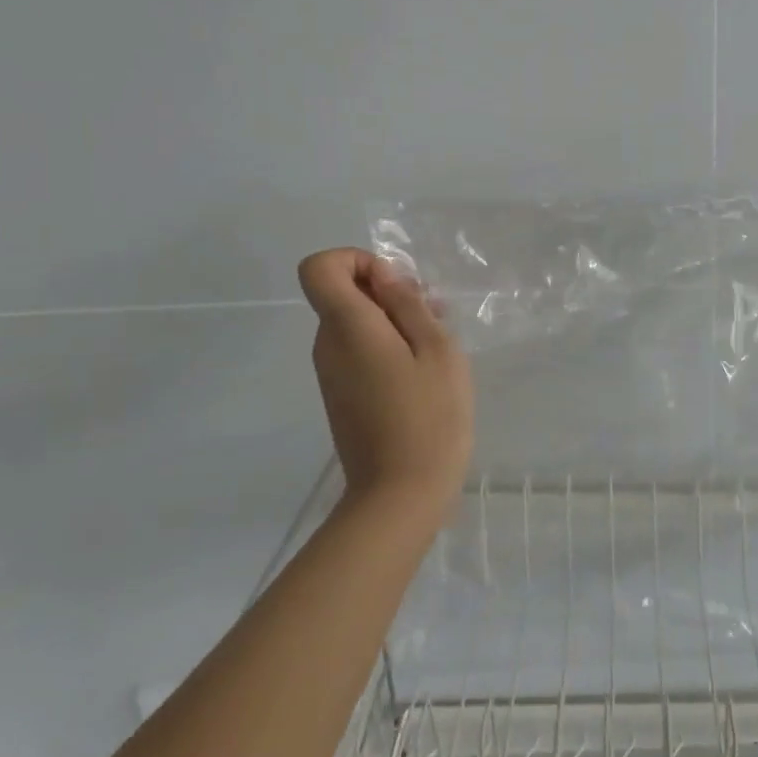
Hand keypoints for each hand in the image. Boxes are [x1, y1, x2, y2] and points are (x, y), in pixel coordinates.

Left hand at [297, 249, 473, 508]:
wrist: (401, 496)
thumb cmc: (429, 416)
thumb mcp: (436, 349)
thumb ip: (407, 304)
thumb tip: (383, 274)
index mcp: (346, 326)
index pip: (319, 267)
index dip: (356, 260)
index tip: (395, 285)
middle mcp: (327, 345)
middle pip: (342, 294)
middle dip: (387, 293)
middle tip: (434, 317)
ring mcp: (330, 374)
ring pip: (354, 323)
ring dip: (393, 322)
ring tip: (437, 348)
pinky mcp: (341, 396)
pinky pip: (357, 352)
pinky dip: (386, 348)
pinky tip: (422, 373)